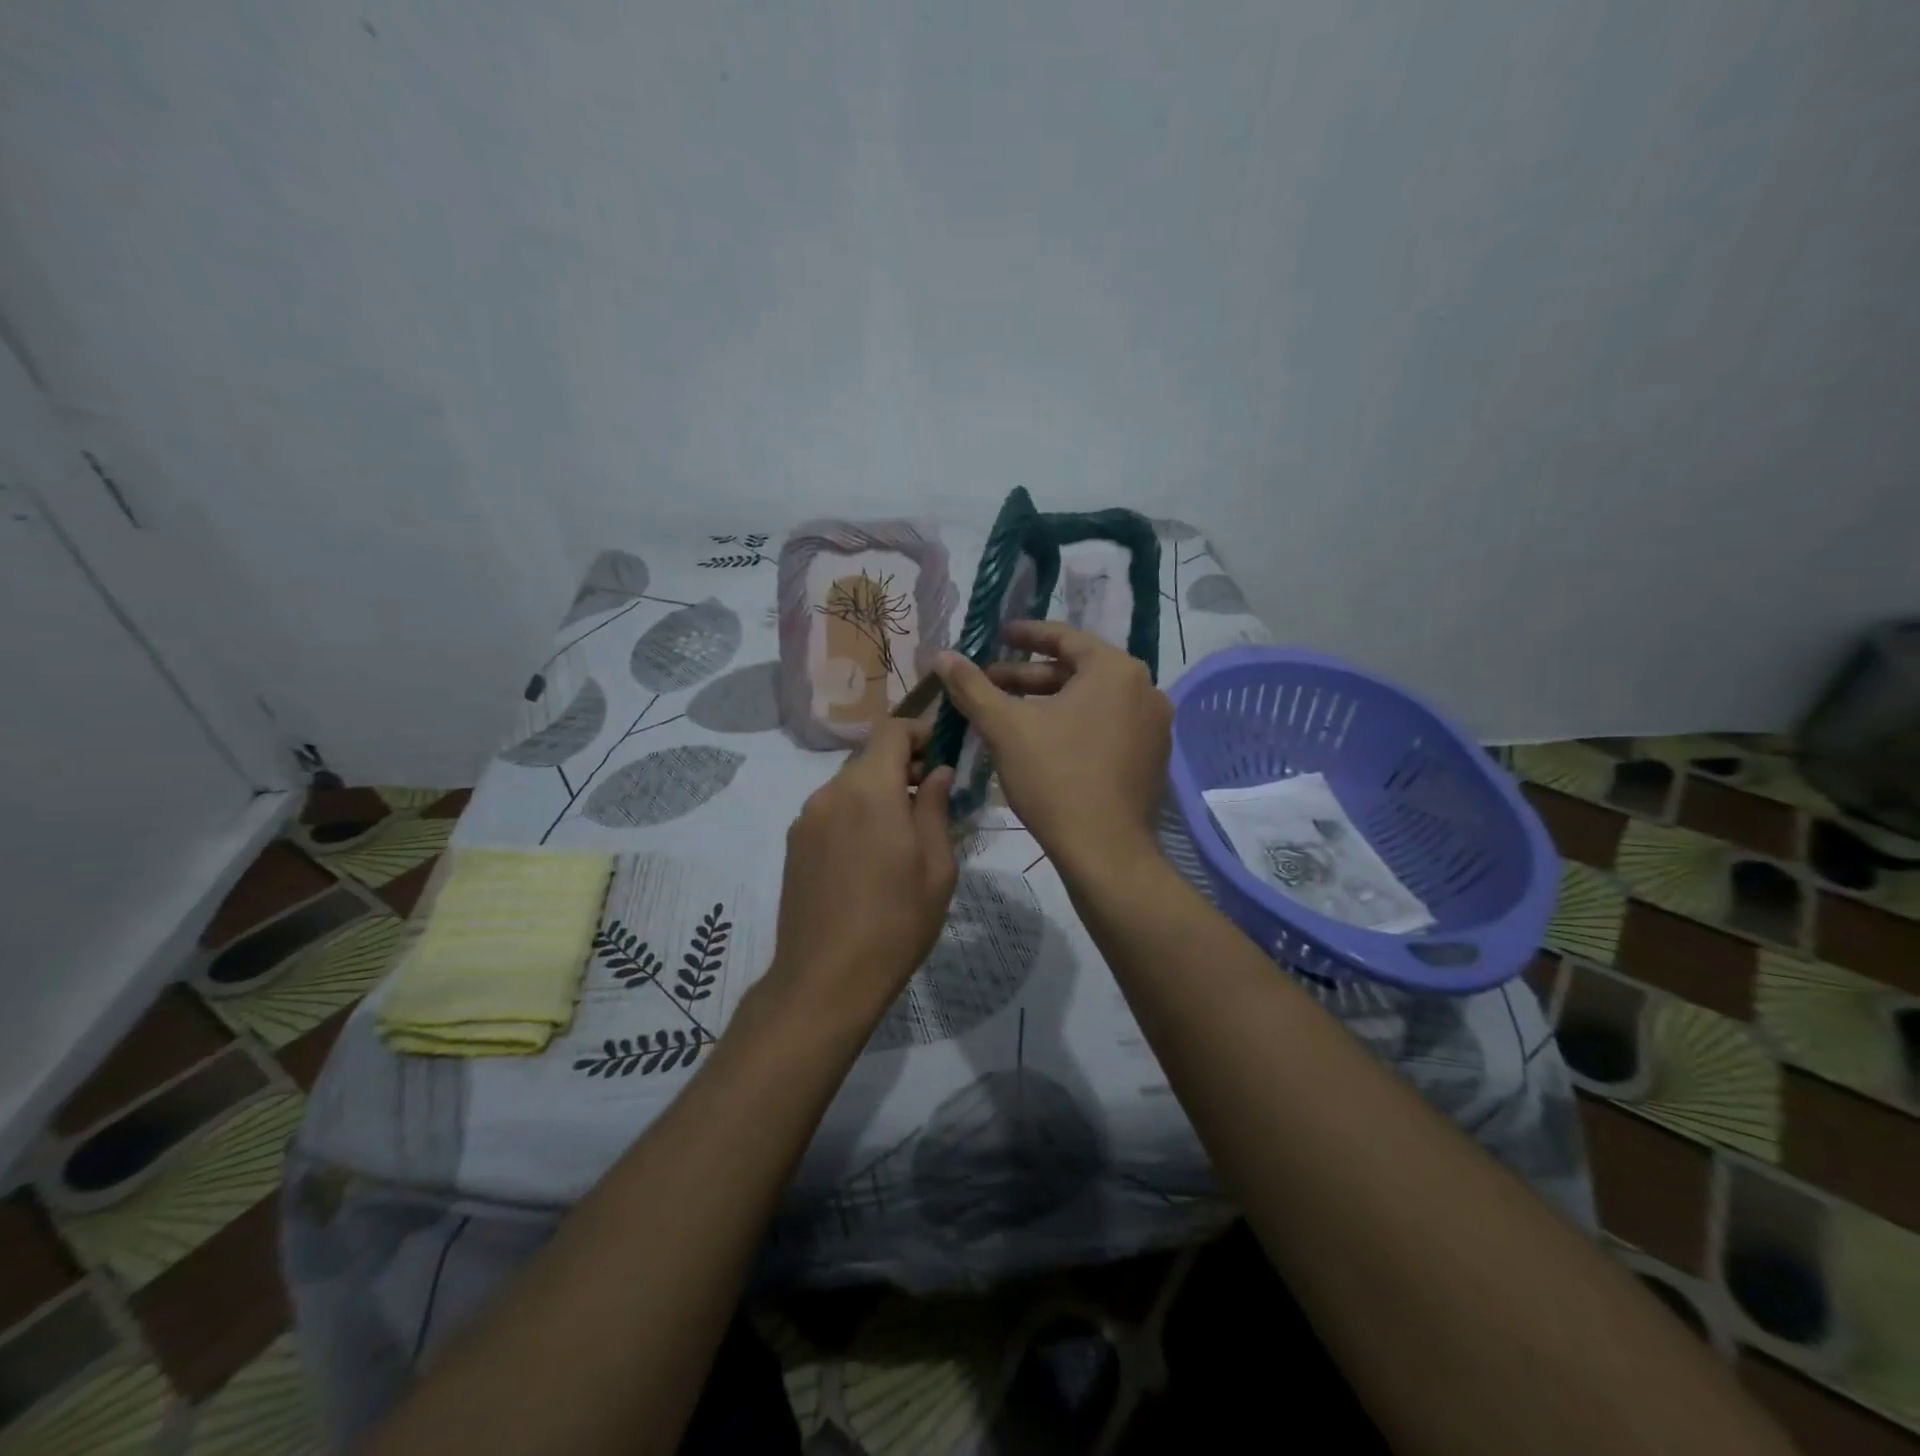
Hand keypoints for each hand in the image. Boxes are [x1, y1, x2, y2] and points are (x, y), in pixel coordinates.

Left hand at [765, 717, 957, 1023]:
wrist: (826, 978)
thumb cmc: (897, 921)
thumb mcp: (936, 865)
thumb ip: (936, 807)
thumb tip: (939, 772)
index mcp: (870, 789)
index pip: (891, 730)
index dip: (919, 733)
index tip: (942, 755)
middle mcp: (831, 792)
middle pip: (870, 758)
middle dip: (903, 767)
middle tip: (932, 800)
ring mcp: (806, 818)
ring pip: (850, 786)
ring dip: (879, 794)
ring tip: (903, 835)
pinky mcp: (794, 844)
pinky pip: (832, 811)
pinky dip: (856, 815)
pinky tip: (870, 857)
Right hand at [933, 622, 1171, 873]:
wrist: (1105, 852)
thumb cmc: (1055, 778)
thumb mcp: (1005, 727)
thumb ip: (972, 686)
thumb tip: (942, 655)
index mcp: (1115, 670)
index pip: (1065, 638)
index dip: (1026, 635)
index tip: (998, 635)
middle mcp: (1144, 689)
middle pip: (1077, 671)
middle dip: (1030, 677)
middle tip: (991, 683)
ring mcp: (1154, 726)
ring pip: (1092, 701)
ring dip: (1049, 703)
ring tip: (1009, 714)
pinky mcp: (1152, 758)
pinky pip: (1107, 726)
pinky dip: (1074, 725)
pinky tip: (1042, 743)